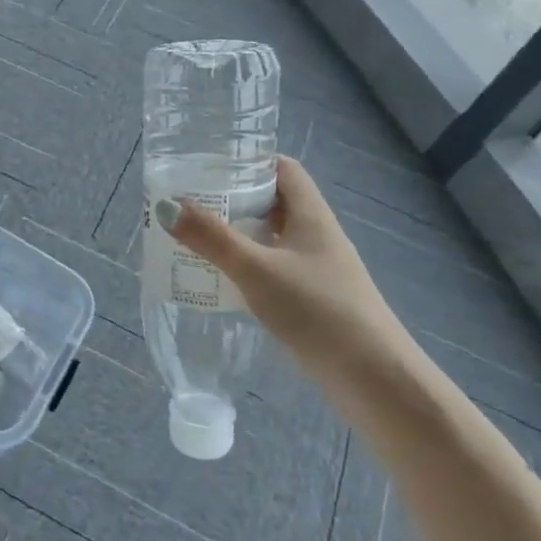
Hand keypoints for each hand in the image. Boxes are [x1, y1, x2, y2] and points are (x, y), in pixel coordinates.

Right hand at [155, 156, 403, 372]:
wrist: (374, 379)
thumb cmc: (318, 310)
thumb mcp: (256, 269)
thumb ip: (211, 238)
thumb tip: (166, 206)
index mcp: (311, 214)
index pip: (283, 169)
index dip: (249, 162)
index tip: (209, 166)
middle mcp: (316, 235)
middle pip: (273, 203)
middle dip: (233, 200)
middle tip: (190, 203)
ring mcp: (317, 269)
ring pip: (272, 239)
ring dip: (238, 236)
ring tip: (194, 238)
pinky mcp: (314, 300)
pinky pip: (274, 270)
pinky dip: (248, 267)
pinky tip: (222, 281)